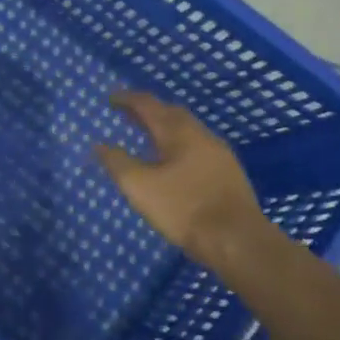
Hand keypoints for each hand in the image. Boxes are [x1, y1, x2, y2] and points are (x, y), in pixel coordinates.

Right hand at [95, 91, 272, 263]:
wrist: (238, 241)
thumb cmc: (184, 208)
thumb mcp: (140, 187)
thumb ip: (118, 163)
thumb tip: (100, 145)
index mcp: (178, 133)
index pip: (149, 105)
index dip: (128, 99)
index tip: (111, 98)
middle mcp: (201, 136)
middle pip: (172, 113)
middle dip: (149, 110)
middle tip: (128, 114)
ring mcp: (220, 154)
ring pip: (188, 130)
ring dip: (166, 127)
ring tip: (148, 136)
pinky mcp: (229, 174)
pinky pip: (198, 147)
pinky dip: (179, 144)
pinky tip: (174, 162)